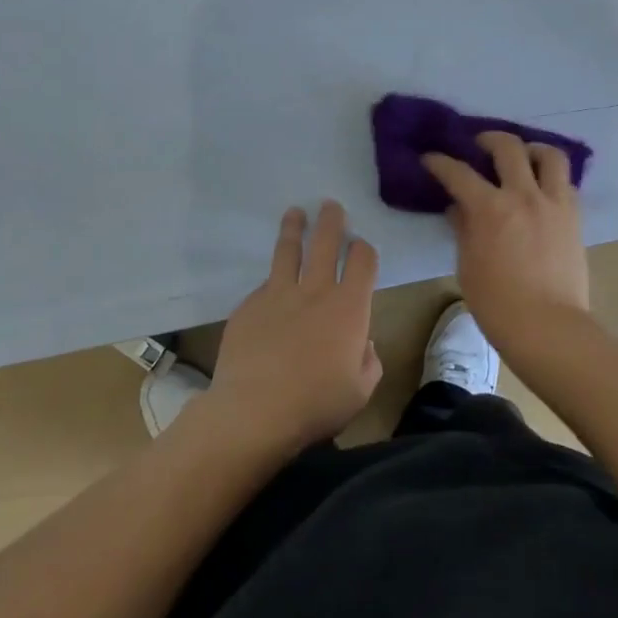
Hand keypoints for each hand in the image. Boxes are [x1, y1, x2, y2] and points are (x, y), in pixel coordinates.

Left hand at [202, 201, 382, 455]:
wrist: (254, 412)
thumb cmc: (316, 404)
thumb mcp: (360, 390)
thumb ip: (368, 360)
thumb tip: (362, 343)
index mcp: (349, 306)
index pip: (362, 260)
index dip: (364, 249)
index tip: (361, 247)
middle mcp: (316, 290)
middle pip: (325, 241)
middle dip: (331, 220)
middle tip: (330, 205)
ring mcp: (278, 294)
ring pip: (288, 251)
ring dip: (293, 228)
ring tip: (294, 213)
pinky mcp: (249, 306)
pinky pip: (264, 286)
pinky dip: (271, 282)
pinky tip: (270, 289)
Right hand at [422, 132, 590, 353]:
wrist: (548, 328)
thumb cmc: (498, 304)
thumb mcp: (468, 266)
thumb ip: (464, 229)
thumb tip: (459, 208)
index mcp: (490, 208)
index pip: (458, 173)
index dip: (440, 162)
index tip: (431, 159)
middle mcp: (523, 195)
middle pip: (508, 147)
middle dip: (488, 139)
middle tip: (479, 145)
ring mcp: (553, 203)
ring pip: (548, 155)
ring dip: (531, 149)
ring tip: (522, 156)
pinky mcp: (574, 216)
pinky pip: (565, 182)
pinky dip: (551, 176)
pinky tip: (541, 188)